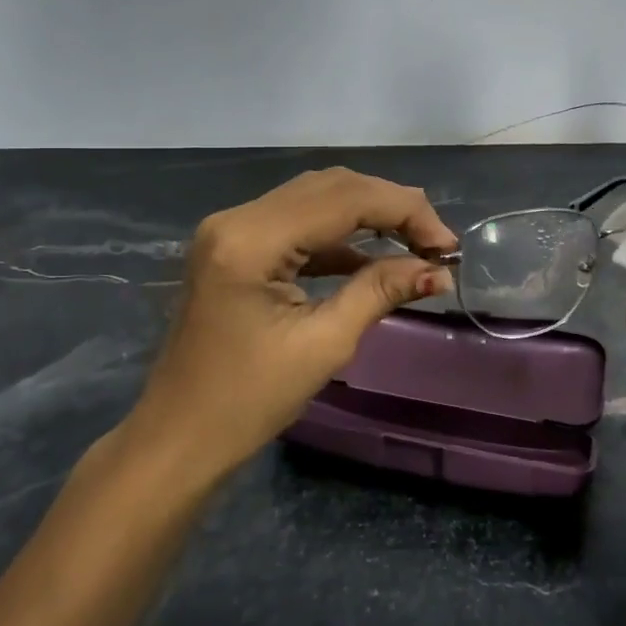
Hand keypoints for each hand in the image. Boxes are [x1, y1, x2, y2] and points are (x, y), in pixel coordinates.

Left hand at [124, 168, 456, 483]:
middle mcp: (238, 218)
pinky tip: (374, 257)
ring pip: (316, 198)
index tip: (448, 245)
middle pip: (331, 186)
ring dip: (368, 215)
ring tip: (415, 245)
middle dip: (391, 207)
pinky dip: (340, 235)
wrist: (178, 438)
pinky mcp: (236, 245)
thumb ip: (380, 291)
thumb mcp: (323, 345)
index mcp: (251, 239)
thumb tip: (438, 270)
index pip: (344, 198)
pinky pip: (298, 223)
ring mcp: (232, 228)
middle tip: (436, 243)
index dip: (405, 211)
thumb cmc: (247, 402)